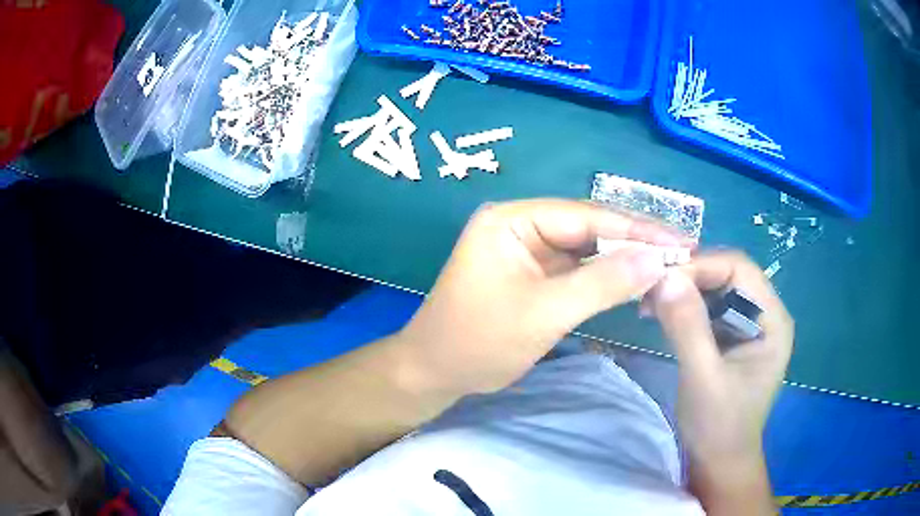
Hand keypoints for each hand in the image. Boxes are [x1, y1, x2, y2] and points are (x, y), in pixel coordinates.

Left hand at [399, 199, 690, 395]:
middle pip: (588, 229)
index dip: (636, 228)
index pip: (585, 215)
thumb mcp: (544, 313)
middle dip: (634, 243)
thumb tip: (657, 259)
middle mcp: (520, 226)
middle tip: (682, 253)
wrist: (435, 373)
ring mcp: (527, 251)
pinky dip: (605, 277)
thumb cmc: (479, 341)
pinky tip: (636, 281)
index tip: (680, 240)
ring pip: (586, 250)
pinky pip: (577, 270)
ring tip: (669, 266)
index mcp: (512, 221)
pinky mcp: (533, 274)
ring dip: (624, 260)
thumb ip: (602, 283)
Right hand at [647, 251, 793, 482]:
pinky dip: (683, 306)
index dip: (701, 265)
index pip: (739, 269)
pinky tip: (661, 314)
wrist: (719, 462)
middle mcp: (764, 313)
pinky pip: (707, 307)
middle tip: (650, 289)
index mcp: (772, 319)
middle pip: (727, 273)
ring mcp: (748, 324)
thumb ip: (688, 328)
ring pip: (715, 287)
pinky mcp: (732, 335)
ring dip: (682, 290)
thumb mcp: (703, 379)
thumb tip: (664, 277)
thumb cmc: (719, 427)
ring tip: (650, 303)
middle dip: (689, 276)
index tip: (660, 277)